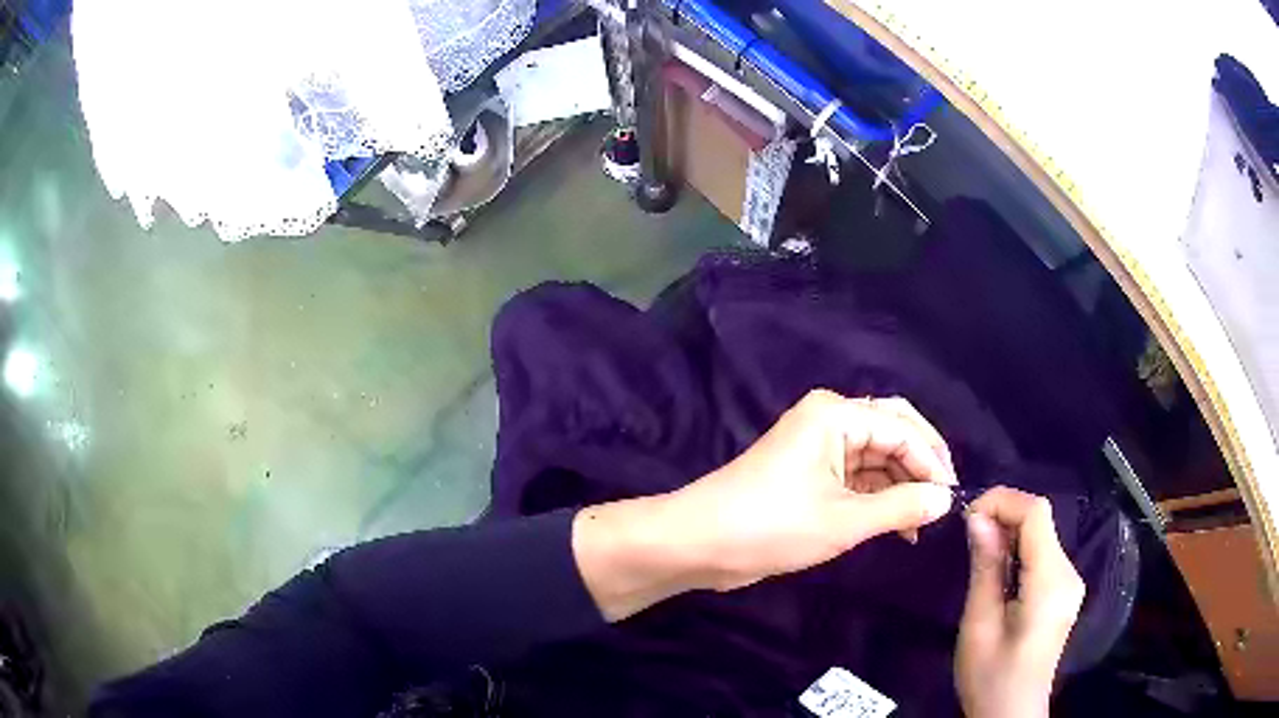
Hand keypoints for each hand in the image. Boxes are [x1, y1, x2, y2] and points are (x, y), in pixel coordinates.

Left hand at [574, 390, 956, 619]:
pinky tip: (897, 526)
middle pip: (893, 434)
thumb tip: (946, 498)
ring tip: (921, 525)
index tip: (953, 497)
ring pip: (877, 458)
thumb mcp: (844, 520)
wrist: (699, 543)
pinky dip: (879, 498)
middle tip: (942, 505)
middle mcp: (830, 421)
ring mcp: (819, 448)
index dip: (933, 461)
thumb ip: (901, 507)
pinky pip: (858, 478)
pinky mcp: (811, 475)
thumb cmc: (772, 525)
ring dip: (901, 487)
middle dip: (920, 467)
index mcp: (836, 414)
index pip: (903, 427)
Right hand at [955, 487, 1084, 717]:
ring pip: (1041, 536)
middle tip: (966, 537)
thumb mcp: (979, 625)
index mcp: (1051, 582)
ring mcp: (1069, 582)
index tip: (967, 517)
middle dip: (1003, 516)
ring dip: (1009, 534)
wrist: (1011, 714)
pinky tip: (997, 572)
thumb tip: (977, 518)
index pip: (1037, 513)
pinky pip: (1042, 555)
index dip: (1003, 501)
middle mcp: (1069, 573)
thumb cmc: (990, 677)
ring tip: (977, 554)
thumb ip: (985, 568)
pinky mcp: (1063, 591)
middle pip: (1041, 521)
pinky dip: (1018, 552)